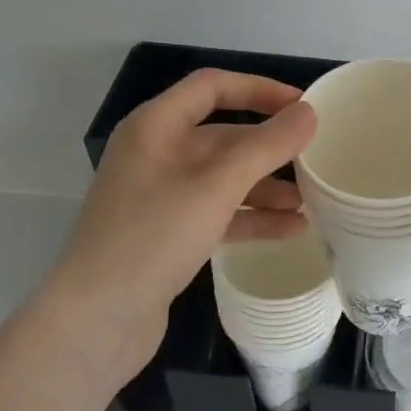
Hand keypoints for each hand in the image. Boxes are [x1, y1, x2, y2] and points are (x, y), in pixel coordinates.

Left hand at [41, 70, 316, 386]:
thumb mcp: (216, 186)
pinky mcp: (168, 234)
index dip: (259, 90)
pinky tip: (291, 229)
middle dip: (270, 148)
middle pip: (224, 136)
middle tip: (317, 158)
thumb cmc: (153, 237)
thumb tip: (309, 113)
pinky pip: (219, 212)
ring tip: (312, 200)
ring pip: (224, 178)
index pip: (212, 87)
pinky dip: (252, 217)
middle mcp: (156, 153)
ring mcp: (161, 196)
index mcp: (156, 127)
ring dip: (267, 187)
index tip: (303, 106)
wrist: (94, 323)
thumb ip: (266, 146)